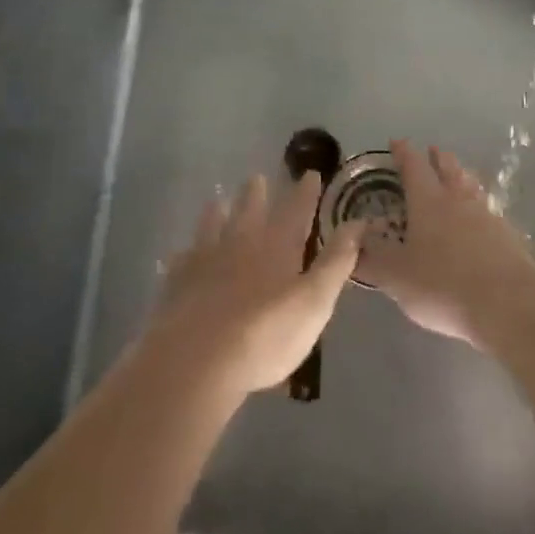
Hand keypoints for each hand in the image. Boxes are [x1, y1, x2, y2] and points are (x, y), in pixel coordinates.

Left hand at [152, 171, 363, 397]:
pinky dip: (183, 254)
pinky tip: (177, 255)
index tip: (309, 173)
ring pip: (212, 227)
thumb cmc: (265, 334)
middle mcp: (240, 244)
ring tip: (217, 201)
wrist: (196, 360)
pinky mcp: (176, 284)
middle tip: (257, 178)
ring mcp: (204, 261)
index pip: (296, 211)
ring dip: (217, 213)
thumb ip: (336, 262)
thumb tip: (358, 223)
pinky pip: (180, 261)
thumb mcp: (314, 301)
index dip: (305, 192)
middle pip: (249, 211)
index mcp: (276, 247)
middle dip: (256, 194)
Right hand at [358, 139, 534, 348]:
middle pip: (448, 168)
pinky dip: (478, 208)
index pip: (413, 166)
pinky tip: (479, 220)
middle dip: (438, 158)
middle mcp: (458, 200)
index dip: (403, 153)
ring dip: (461, 177)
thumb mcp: (396, 277)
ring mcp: (487, 217)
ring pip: (471, 187)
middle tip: (432, 151)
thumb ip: (371, 258)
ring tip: (458, 176)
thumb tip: (352, 240)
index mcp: (428, 201)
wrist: (509, 306)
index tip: (397, 141)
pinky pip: (488, 212)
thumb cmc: (443, 285)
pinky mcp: (508, 238)